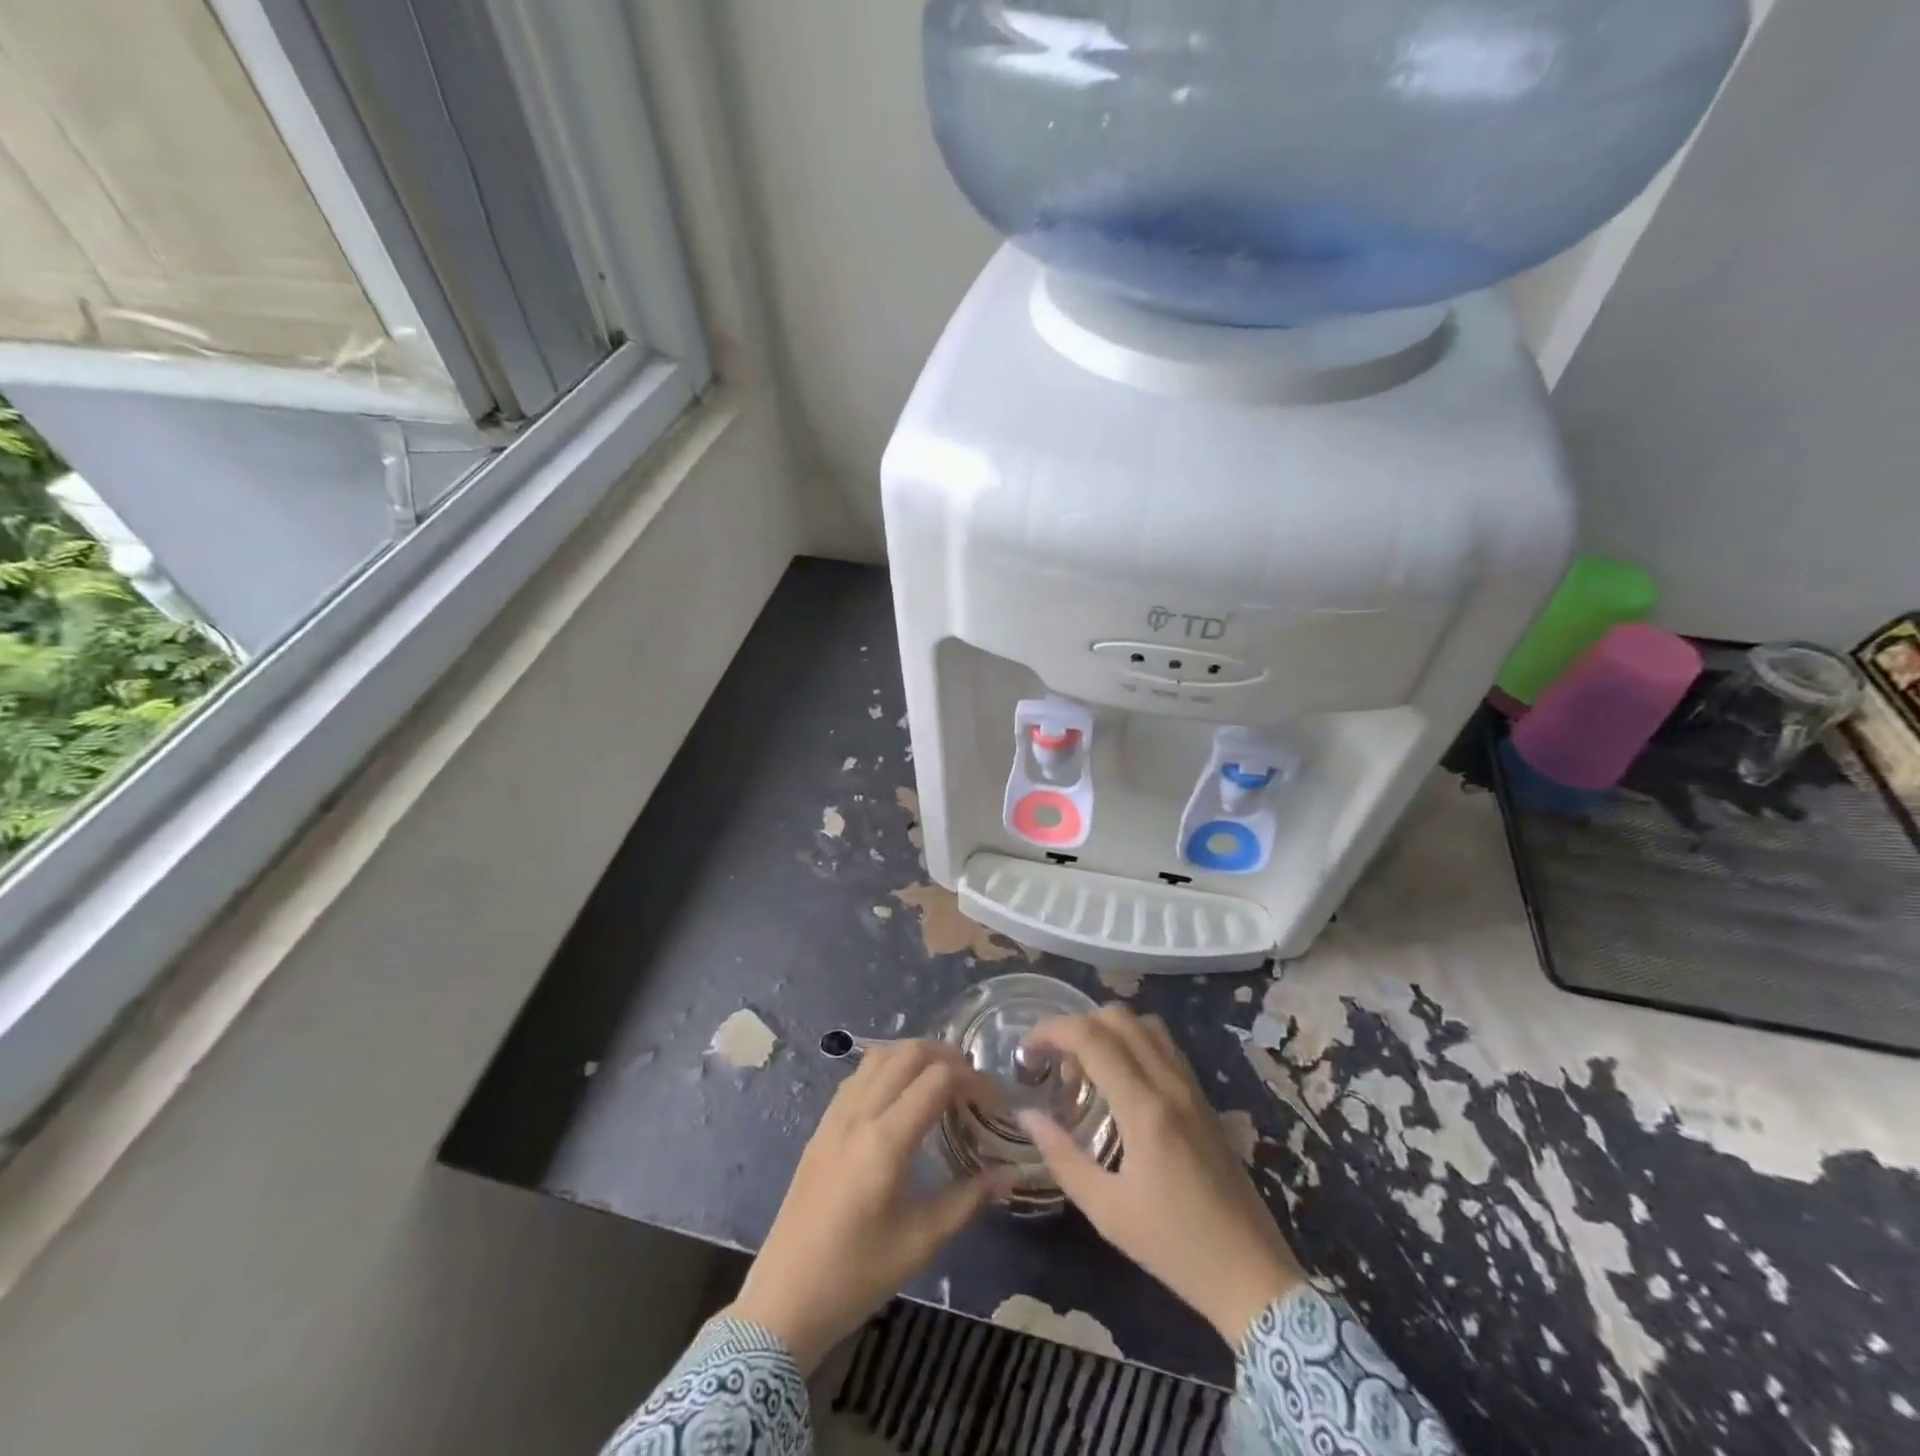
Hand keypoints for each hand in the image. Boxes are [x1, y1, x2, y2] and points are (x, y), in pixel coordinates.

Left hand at [727, 1040, 1012, 1372]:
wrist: (784, 1300)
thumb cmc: (857, 1275)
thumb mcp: (922, 1241)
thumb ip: (969, 1199)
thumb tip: (1010, 1174)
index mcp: (886, 1140)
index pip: (937, 1079)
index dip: (972, 1079)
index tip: (994, 1100)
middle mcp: (859, 1115)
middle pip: (907, 1054)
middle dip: (946, 1056)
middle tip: (972, 1082)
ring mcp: (835, 1117)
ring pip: (878, 1057)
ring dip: (914, 1056)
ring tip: (940, 1080)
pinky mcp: (821, 1127)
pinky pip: (858, 1077)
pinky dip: (887, 1068)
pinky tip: (900, 1096)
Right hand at [1018, 1007, 1304, 1347]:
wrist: (1251, 1274)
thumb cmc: (1174, 1248)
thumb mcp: (1107, 1211)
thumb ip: (1062, 1156)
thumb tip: (1026, 1115)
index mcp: (1144, 1109)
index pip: (1091, 1037)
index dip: (1051, 1030)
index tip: (1026, 1049)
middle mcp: (1170, 1084)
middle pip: (1118, 1017)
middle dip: (1076, 1024)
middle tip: (1053, 1059)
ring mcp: (1191, 1087)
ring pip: (1145, 1024)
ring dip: (1107, 1028)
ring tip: (1085, 1065)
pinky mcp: (1203, 1098)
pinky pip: (1164, 1045)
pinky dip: (1133, 1041)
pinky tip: (1119, 1077)